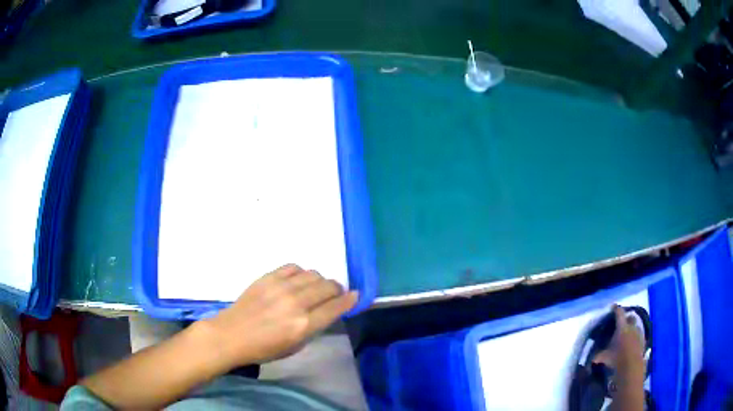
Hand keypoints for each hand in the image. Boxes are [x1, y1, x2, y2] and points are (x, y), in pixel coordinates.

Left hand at [200, 264, 357, 369]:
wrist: (231, 334)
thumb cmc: (264, 348)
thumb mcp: (295, 346)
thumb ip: (313, 328)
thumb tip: (327, 311)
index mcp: (304, 325)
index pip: (335, 307)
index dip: (349, 300)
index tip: (355, 296)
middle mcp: (296, 303)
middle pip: (328, 287)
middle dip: (337, 290)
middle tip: (334, 294)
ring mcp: (281, 287)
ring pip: (313, 274)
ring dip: (320, 281)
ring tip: (315, 288)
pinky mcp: (268, 277)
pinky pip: (293, 267)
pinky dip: (301, 273)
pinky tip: (297, 280)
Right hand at [594, 305, 644, 377]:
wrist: (632, 366)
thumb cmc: (618, 359)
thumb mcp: (606, 358)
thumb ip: (600, 356)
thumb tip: (593, 358)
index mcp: (622, 327)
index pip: (619, 313)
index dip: (616, 309)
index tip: (613, 307)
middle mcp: (631, 327)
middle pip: (631, 317)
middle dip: (627, 318)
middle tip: (622, 323)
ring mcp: (639, 333)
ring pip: (636, 326)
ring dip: (632, 328)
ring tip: (628, 334)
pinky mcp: (643, 340)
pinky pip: (640, 335)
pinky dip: (636, 336)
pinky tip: (633, 343)